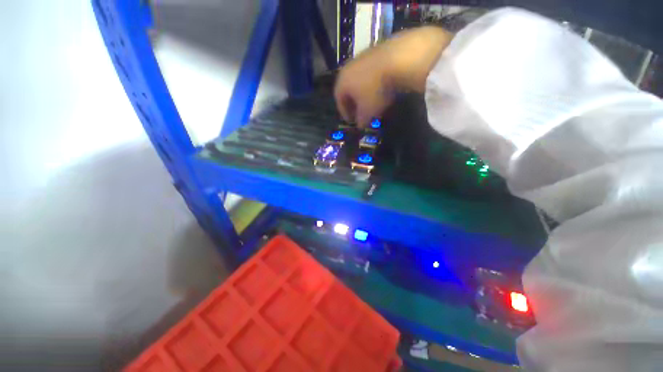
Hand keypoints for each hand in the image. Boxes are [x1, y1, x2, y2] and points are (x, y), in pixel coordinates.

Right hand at [334, 26, 452, 125]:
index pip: (339, 100)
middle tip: (360, 112)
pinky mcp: (377, 50)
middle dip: (354, 103)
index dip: (345, 113)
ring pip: (360, 80)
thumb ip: (361, 120)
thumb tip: (360, 125)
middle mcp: (348, 68)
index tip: (351, 121)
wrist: (398, 59)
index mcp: (342, 82)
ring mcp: (363, 57)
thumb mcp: (367, 112)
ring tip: (373, 102)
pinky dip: (374, 83)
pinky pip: (371, 72)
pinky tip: (383, 88)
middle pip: (348, 89)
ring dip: (365, 93)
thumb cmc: (376, 90)